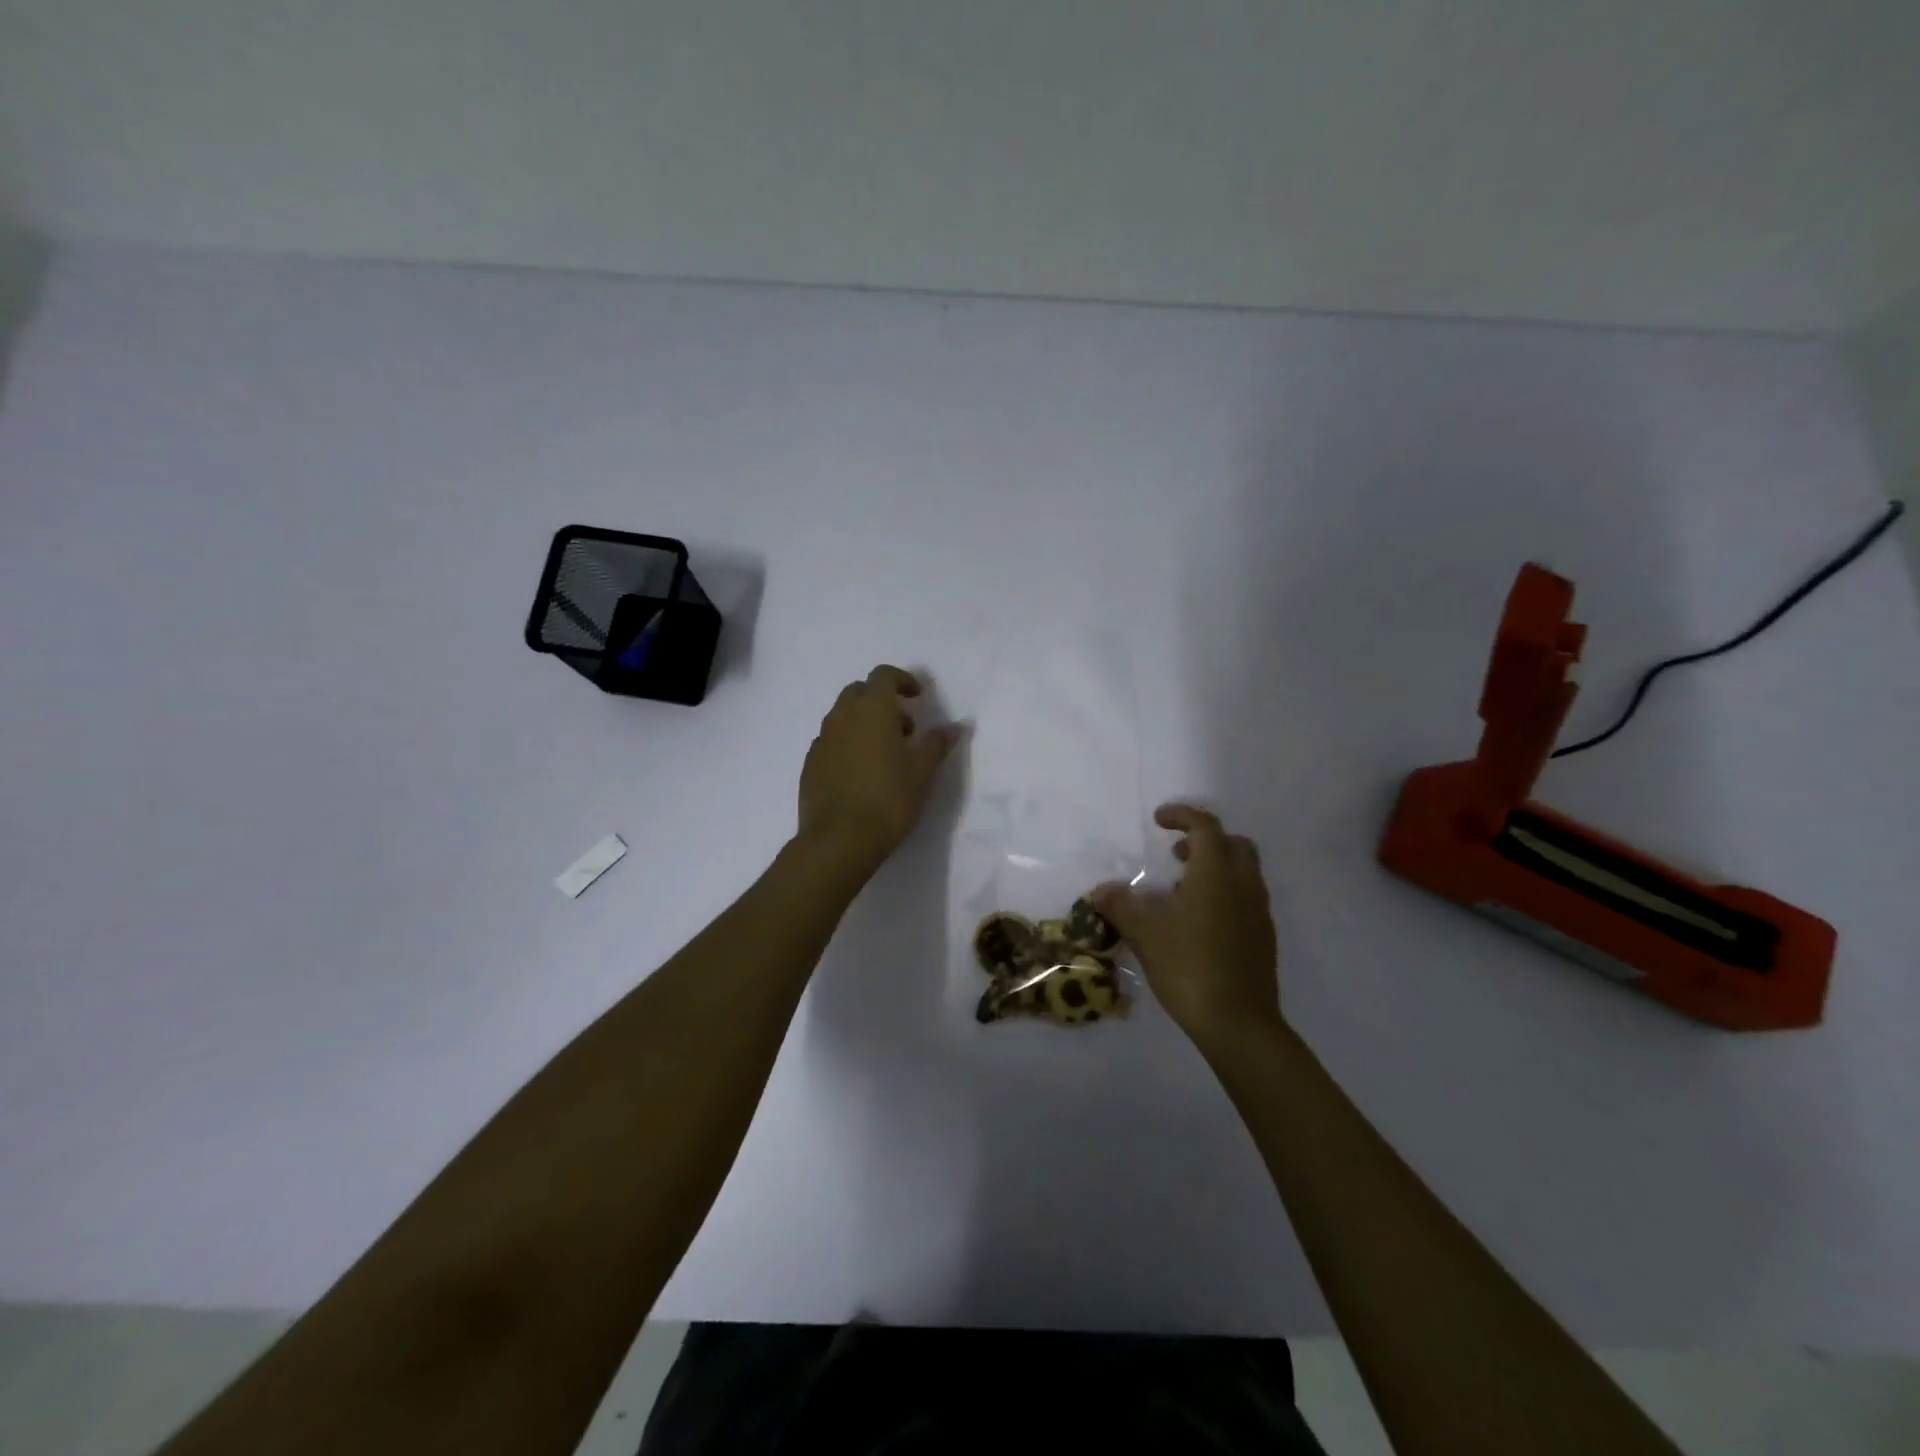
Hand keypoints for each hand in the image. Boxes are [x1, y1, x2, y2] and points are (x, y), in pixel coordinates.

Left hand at [797, 665, 956, 875]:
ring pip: (843, 716)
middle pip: (859, 692)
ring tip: (885, 754)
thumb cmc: (889, 799)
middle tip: (904, 728)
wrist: (839, 840)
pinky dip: (847, 744)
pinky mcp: (810, 763)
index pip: (884, 675)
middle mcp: (842, 716)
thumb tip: (955, 725)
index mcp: (872, 709)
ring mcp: (822, 740)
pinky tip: (861, 773)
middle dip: (882, 701)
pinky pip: (831, 741)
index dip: (902, 680)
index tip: (918, 697)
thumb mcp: (923, 771)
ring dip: (864, 723)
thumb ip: (937, 743)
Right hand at [1091, 804, 1280, 1046]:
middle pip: (1233, 844)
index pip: (1205, 827)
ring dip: (1215, 868)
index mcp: (1216, 875)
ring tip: (1180, 890)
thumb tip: (1101, 890)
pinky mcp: (1263, 939)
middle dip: (1205, 840)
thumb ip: (1121, 906)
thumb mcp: (1145, 934)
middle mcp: (1243, 886)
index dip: (1182, 816)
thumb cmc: (1189, 967)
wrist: (1239, 1024)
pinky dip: (1223, 894)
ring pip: (1243, 873)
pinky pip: (1245, 899)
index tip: (1159, 820)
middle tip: (1175, 853)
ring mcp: (1258, 914)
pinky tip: (1198, 923)